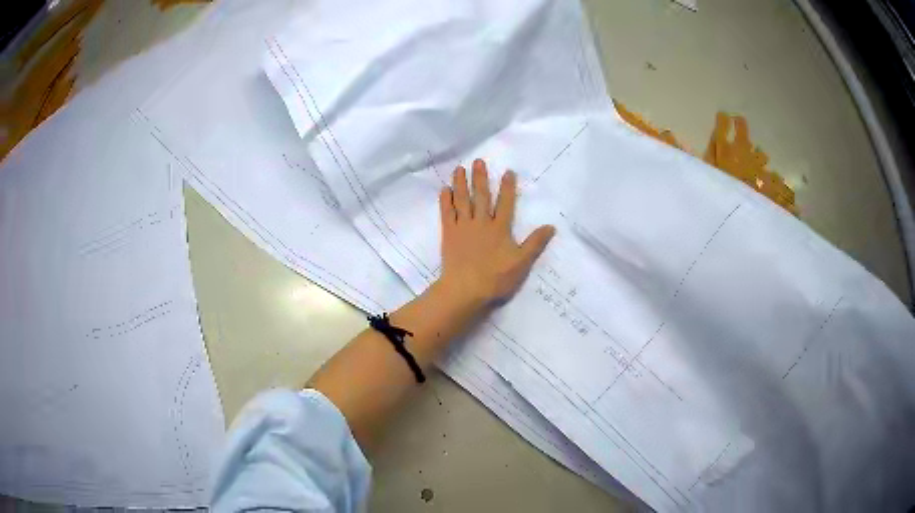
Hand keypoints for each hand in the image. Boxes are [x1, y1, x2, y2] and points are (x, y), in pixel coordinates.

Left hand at [437, 159, 555, 308]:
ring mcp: (463, 227)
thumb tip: (551, 226)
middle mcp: (481, 222)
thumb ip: (535, 243)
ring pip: (462, 200)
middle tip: (478, 161)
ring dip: (461, 183)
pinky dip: (445, 200)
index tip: (508, 172)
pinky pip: (446, 213)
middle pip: (481, 196)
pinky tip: (444, 189)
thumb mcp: (521, 263)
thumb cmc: (495, 278)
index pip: (506, 203)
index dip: (507, 187)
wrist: (465, 289)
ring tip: (460, 168)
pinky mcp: (449, 234)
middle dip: (480, 178)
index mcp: (500, 229)